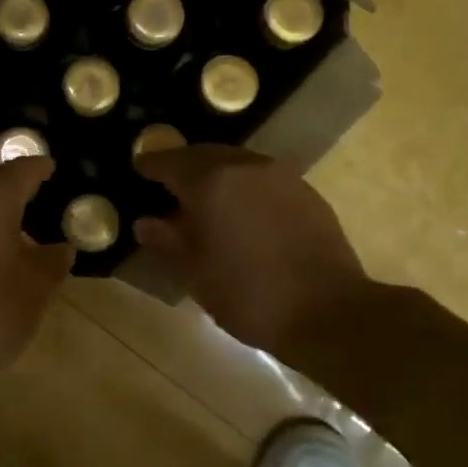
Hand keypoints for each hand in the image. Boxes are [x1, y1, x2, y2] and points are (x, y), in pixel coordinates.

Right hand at [133, 146, 375, 357]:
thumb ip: (166, 242)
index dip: (150, 165)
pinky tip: (242, 213)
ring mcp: (279, 175)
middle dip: (182, 166)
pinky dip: (243, 186)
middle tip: (167, 186)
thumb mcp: (195, 273)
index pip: (168, 161)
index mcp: (210, 181)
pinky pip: (262, 177)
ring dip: (214, 174)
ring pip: (235, 162)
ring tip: (204, 201)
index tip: (138, 171)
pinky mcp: (305, 191)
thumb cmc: (248, 294)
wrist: (329, 312)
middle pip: (203, 154)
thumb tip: (145, 223)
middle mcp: (244, 166)